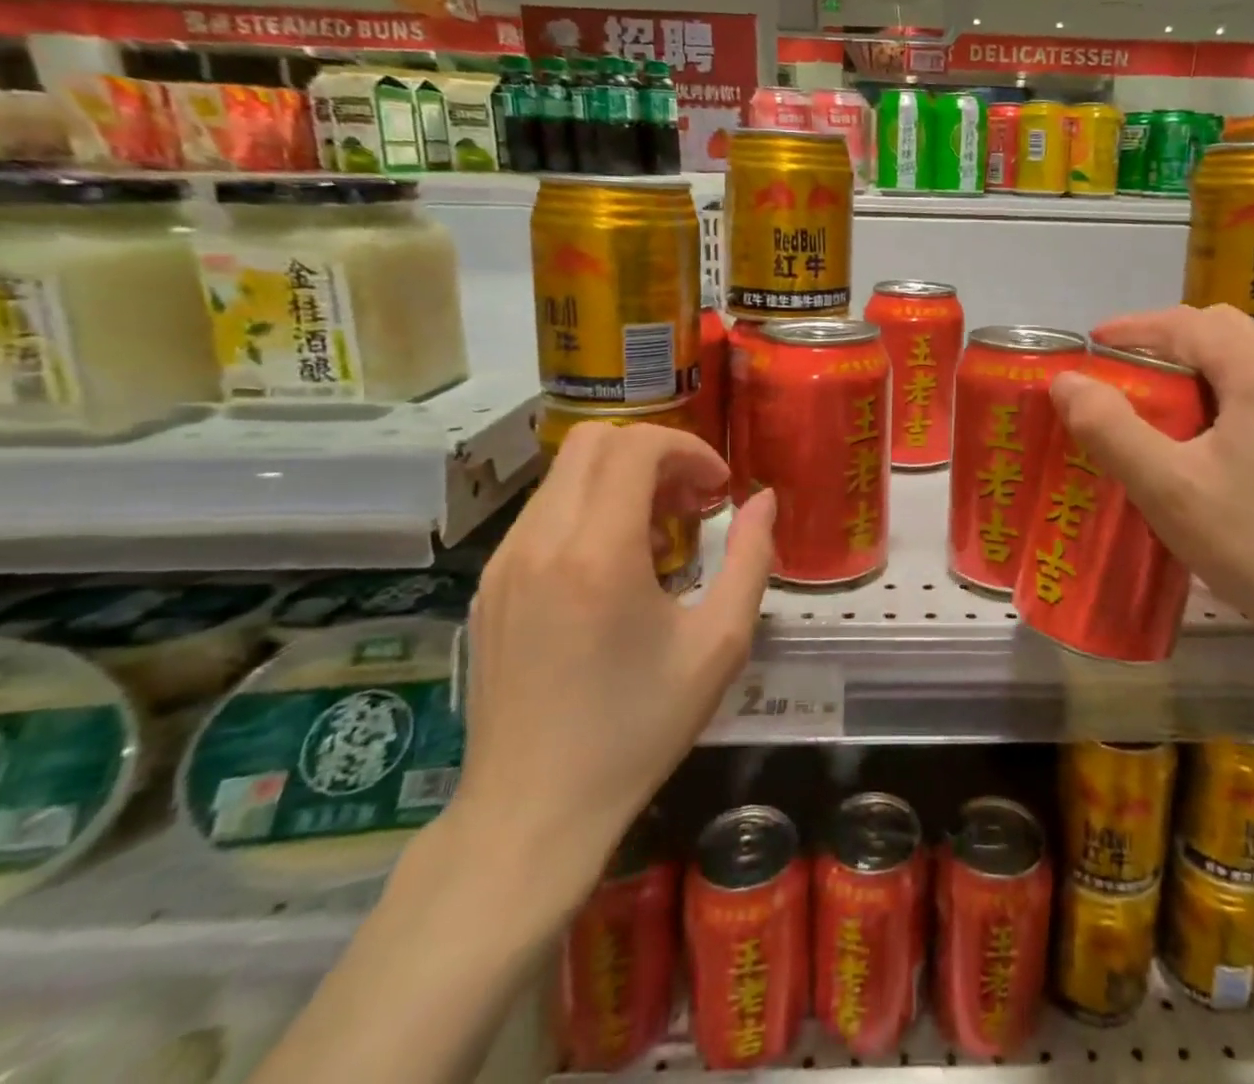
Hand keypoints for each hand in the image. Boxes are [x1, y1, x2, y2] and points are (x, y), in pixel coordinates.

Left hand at [448, 423, 775, 915]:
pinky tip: (614, 565)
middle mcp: (539, 542)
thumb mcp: (719, 644)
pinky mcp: (488, 586)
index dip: (688, 450)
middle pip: (593, 442)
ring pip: (563, 474)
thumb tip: (765, 501)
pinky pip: (541, 513)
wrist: (533, 811)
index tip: (719, 489)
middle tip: (692, 502)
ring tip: (659, 533)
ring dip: (619, 480)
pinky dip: (587, 508)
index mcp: (597, 553)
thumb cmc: (638, 729)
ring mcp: (503, 563)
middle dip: (654, 454)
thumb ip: (751, 558)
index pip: (635, 447)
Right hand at [1049, 303, 1253, 669]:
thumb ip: (1111, 429)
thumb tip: (1067, 382)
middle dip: (1166, 344)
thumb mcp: (1170, 489)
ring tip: (1167, 413)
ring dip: (1202, 372)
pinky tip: (1221, 448)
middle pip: (1224, 331)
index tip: (1092, 346)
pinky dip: (1234, 398)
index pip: (1186, 322)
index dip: (1132, 328)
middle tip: (1126, 379)